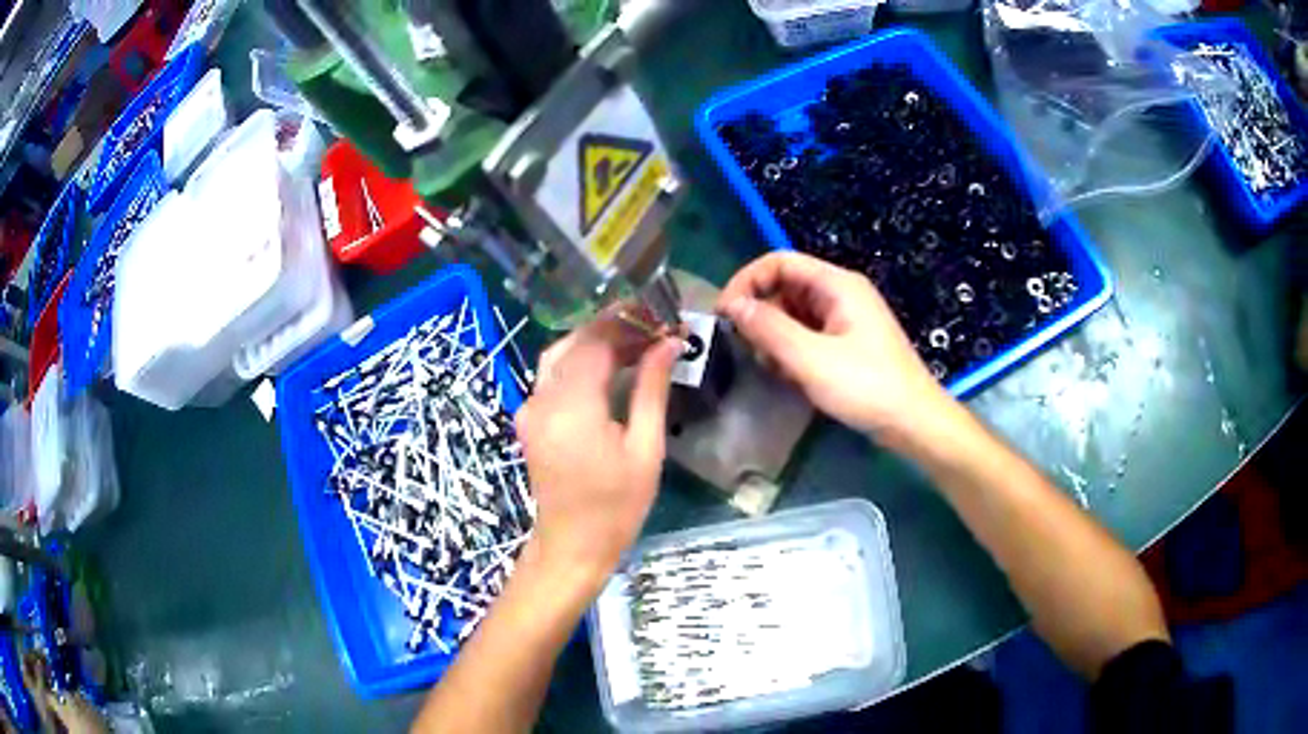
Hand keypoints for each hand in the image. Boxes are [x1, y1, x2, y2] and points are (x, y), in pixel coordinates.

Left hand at [516, 314, 680, 583]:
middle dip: (613, 328)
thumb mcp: (644, 448)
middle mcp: (542, 399)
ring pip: (559, 355)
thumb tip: (669, 344)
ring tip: (636, 343)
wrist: (572, 546)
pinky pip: (552, 376)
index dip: (627, 321)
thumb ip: (652, 389)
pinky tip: (609, 368)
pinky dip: (580, 363)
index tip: (660, 316)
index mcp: (572, 407)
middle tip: (653, 328)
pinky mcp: (529, 419)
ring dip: (595, 342)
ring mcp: (530, 409)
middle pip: (575, 342)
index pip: (595, 341)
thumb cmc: (616, 506)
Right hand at [718, 252, 951, 443]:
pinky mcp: (846, 342)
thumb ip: (769, 328)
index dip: (747, 281)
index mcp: (837, 284)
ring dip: (774, 334)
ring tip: (769, 366)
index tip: (725, 314)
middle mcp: (840, 293)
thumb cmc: (866, 386)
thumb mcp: (811, 359)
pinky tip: (788, 375)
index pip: (780, 262)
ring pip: (794, 312)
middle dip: (761, 312)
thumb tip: (733, 306)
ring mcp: (845, 319)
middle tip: (744, 346)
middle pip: (786, 286)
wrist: (913, 422)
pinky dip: (791, 349)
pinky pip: (808, 333)